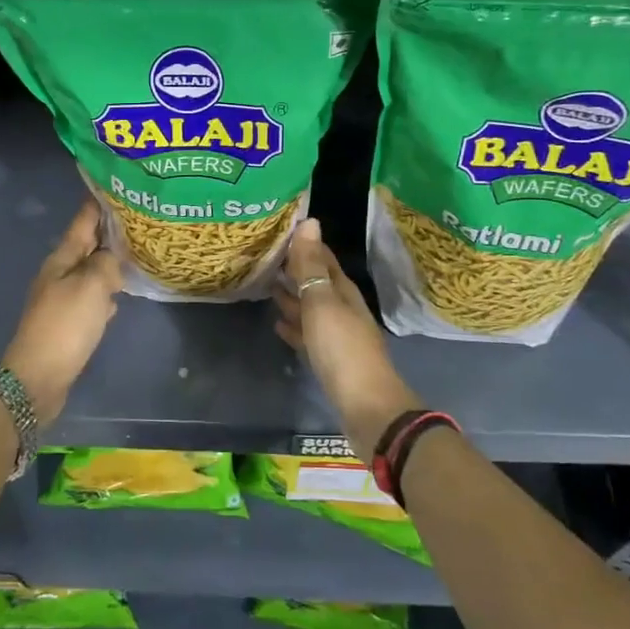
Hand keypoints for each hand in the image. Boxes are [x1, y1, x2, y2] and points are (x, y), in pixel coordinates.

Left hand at [4, 199, 123, 425]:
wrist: (38, 378)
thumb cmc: (65, 325)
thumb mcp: (91, 286)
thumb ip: (106, 264)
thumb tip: (111, 260)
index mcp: (62, 259)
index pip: (83, 221)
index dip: (98, 203)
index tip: (116, 186)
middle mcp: (61, 273)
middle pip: (87, 245)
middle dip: (109, 232)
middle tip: (138, 219)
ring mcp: (63, 298)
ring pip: (92, 271)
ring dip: (110, 261)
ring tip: (137, 252)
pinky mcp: (69, 322)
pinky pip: (93, 297)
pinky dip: (107, 291)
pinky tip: (121, 295)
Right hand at [275, 218, 421, 454]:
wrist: (366, 406)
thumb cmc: (342, 348)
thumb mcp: (322, 302)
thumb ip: (311, 266)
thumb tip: (309, 221)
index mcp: (343, 291)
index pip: (323, 258)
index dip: (304, 244)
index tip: (279, 231)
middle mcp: (341, 308)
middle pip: (315, 283)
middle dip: (294, 270)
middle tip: (264, 257)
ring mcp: (336, 335)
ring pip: (309, 308)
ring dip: (291, 297)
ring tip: (266, 286)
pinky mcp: (328, 360)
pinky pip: (307, 335)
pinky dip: (293, 327)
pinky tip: (277, 324)